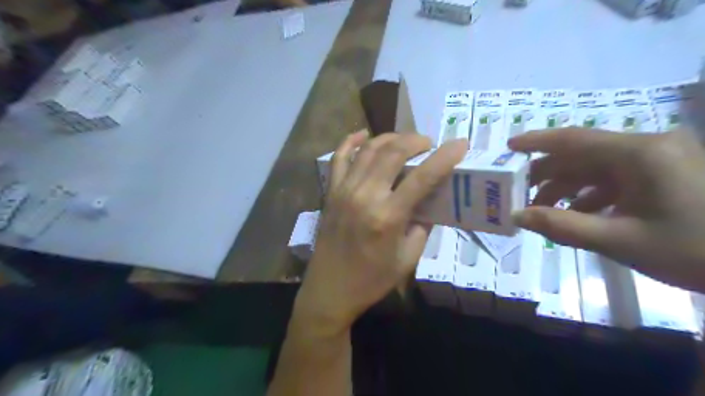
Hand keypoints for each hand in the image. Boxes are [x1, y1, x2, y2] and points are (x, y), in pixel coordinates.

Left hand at [293, 131, 466, 334]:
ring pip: (368, 150)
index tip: (460, 144)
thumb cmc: (371, 280)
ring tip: (404, 141)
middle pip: (392, 153)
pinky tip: (363, 135)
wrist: (330, 290)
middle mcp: (364, 196)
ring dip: (390, 138)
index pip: (422, 177)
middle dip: (415, 140)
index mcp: (387, 216)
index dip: (444, 157)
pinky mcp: (331, 192)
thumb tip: (428, 203)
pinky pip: (339, 158)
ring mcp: (344, 190)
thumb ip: (421, 227)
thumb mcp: (407, 260)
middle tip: (428, 143)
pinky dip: (351, 142)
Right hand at [510, 128, 703, 292]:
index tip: (508, 147)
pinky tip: (578, 215)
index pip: (574, 139)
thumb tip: (517, 216)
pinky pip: (616, 180)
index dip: (536, 142)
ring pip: (596, 169)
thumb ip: (562, 225)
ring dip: (567, 189)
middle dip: (547, 175)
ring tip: (543, 211)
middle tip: (518, 193)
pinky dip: (591, 196)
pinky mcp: (666, 175)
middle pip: (581, 155)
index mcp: (639, 154)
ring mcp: (659, 161)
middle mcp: (647, 148)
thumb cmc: (697, 250)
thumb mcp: (620, 240)